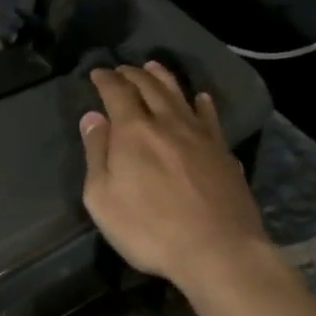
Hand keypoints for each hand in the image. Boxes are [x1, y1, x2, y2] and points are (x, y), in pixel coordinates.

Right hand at [79, 63, 270, 290]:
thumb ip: (97, 154)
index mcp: (134, 131)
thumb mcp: (103, 198)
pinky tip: (202, 99)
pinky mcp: (223, 151)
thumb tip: (93, 118)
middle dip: (132, 74)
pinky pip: (210, 117)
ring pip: (180, 95)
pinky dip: (202, 104)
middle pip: (149, 87)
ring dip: (163, 78)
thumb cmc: (149, 229)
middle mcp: (167, 123)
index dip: (105, 80)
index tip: (97, 73)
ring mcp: (200, 135)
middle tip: (122, 69)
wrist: (217, 249)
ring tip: (153, 67)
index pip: (117, 93)